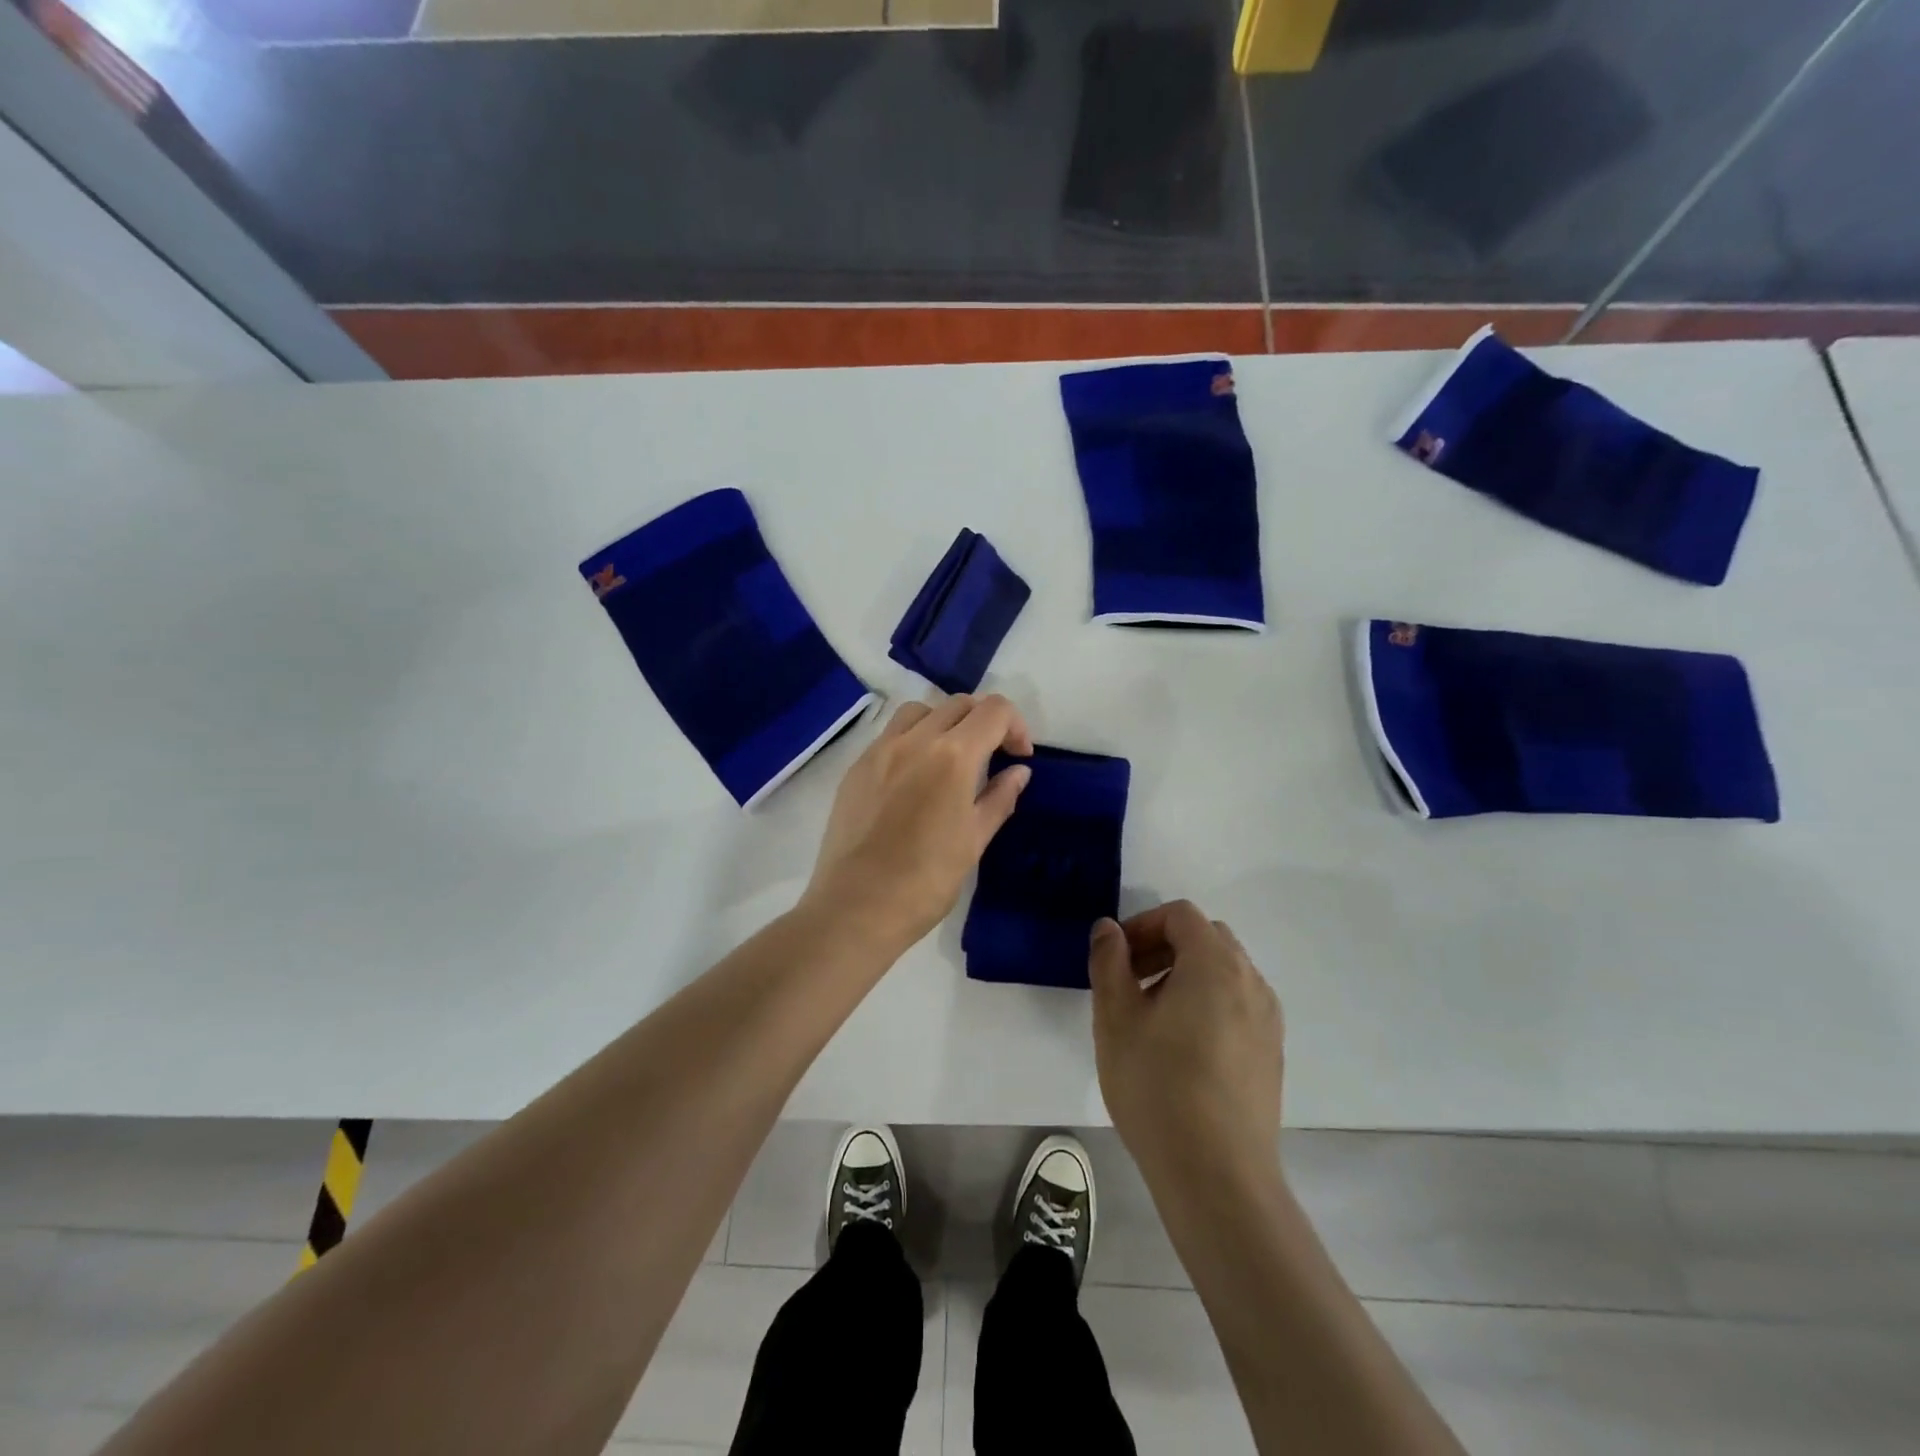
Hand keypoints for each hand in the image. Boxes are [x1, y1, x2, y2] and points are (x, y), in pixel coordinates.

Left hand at [802, 694, 1033, 953]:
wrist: (857, 907)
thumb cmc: (926, 880)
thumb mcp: (974, 841)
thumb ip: (999, 798)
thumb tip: (1019, 772)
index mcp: (953, 756)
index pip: (994, 710)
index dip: (1016, 726)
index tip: (1018, 757)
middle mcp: (915, 740)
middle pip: (959, 704)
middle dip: (984, 722)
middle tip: (992, 757)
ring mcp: (880, 750)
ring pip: (920, 711)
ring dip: (945, 722)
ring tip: (950, 759)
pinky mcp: (856, 767)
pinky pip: (890, 735)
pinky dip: (913, 740)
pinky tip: (915, 778)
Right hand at [1089, 901, 1284, 1182]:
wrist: (1218, 1175)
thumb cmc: (1158, 1087)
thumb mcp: (1115, 1018)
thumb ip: (1109, 962)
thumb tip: (1109, 928)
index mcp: (1215, 964)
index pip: (1181, 915)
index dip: (1143, 925)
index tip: (1116, 958)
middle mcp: (1251, 982)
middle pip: (1207, 938)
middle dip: (1164, 947)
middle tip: (1130, 982)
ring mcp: (1268, 1020)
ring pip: (1225, 972)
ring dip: (1186, 975)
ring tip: (1152, 1018)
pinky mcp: (1272, 1054)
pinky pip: (1238, 1005)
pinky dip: (1208, 1003)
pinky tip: (1182, 1049)